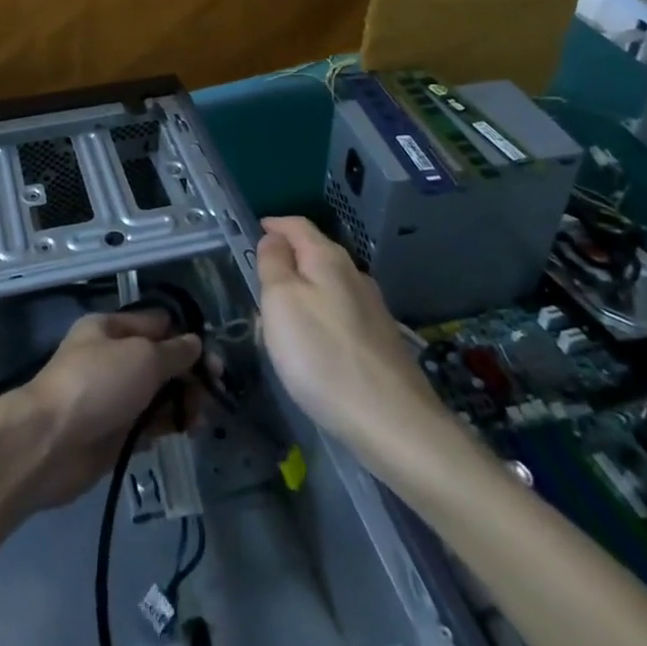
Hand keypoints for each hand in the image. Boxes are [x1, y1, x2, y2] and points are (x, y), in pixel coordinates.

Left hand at [11, 309, 202, 509]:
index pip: (157, 323)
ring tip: (203, 417)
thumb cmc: (97, 384)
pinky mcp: (114, 433)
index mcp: (109, 328)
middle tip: (216, 390)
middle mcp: (111, 359)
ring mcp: (112, 397)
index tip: (213, 356)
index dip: (186, 336)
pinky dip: (168, 426)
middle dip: (188, 373)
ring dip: (182, 402)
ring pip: (157, 394)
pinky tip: (188, 431)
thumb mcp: (142, 356)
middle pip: (159, 360)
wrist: (50, 443)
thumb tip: (195, 344)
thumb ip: (174, 352)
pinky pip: (149, 424)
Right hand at [256, 216, 435, 454]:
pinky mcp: (380, 340)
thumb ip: (273, 264)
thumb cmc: (322, 354)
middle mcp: (355, 275)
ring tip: (281, 320)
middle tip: (260, 282)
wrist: (392, 421)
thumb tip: (274, 238)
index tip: (255, 229)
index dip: (275, 224)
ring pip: (328, 287)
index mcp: (328, 258)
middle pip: (315, 254)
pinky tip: (313, 347)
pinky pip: (340, 314)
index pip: (298, 225)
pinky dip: (320, 318)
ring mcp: (372, 309)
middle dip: (287, 261)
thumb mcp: (281, 301)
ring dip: (303, 293)